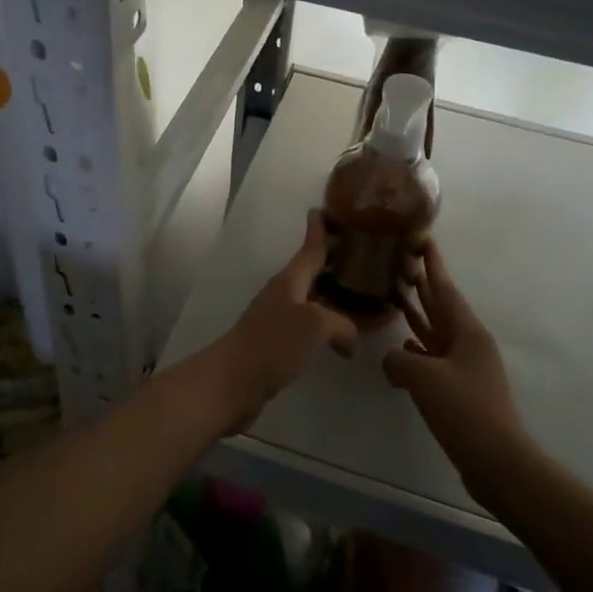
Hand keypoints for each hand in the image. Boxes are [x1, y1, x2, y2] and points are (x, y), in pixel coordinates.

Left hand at [212, 210, 358, 426]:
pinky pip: (308, 328)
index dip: (318, 230)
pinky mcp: (276, 346)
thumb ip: (341, 324)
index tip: (322, 209)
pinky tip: (340, 340)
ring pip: (311, 302)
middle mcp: (283, 295)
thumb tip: (350, 339)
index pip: (309, 249)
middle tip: (361, 257)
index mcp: (290, 281)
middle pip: (311, 273)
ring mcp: (277, 321)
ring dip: (331, 297)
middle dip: (332, 263)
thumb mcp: (315, 325)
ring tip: (360, 299)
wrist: (231, 382)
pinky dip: (326, 328)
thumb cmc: (272, 344)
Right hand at [384, 241, 524, 497]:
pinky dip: (417, 348)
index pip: (444, 288)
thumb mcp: (423, 378)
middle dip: (422, 284)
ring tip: (394, 296)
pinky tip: (402, 348)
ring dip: (417, 314)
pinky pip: (434, 358)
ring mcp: (465, 367)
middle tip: (400, 261)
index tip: (423, 238)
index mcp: (467, 331)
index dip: (432, 263)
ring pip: (435, 331)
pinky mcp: (460, 389)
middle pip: (440, 306)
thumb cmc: (464, 410)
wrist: (498, 461)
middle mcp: (468, 343)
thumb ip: (399, 360)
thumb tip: (394, 361)